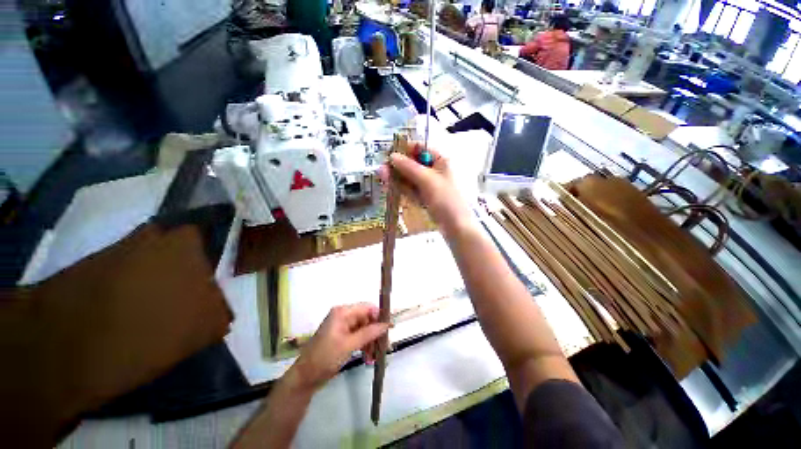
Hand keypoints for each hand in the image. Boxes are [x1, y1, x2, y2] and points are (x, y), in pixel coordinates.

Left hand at [290, 304, 389, 390]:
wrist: (305, 378)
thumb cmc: (325, 357)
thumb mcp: (349, 344)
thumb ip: (369, 332)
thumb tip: (387, 324)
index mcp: (342, 312)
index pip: (367, 307)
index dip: (379, 315)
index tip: (390, 327)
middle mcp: (343, 316)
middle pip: (366, 319)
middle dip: (375, 332)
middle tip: (385, 346)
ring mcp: (343, 327)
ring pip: (364, 329)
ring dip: (371, 341)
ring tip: (375, 356)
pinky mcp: (342, 337)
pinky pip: (358, 337)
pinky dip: (364, 345)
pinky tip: (368, 358)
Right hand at [378, 144, 472, 237]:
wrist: (455, 226)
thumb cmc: (446, 200)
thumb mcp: (427, 180)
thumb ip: (409, 168)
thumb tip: (392, 156)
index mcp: (440, 161)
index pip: (420, 149)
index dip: (404, 150)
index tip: (389, 155)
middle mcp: (435, 171)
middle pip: (413, 164)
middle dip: (398, 167)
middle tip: (382, 170)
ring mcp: (430, 185)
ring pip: (410, 178)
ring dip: (397, 178)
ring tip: (382, 178)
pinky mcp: (426, 197)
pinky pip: (412, 190)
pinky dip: (402, 189)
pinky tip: (391, 188)